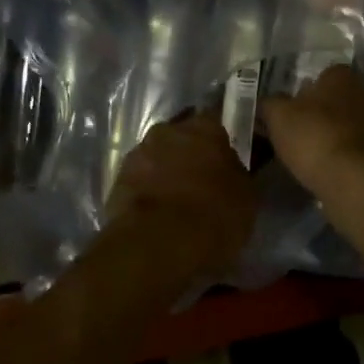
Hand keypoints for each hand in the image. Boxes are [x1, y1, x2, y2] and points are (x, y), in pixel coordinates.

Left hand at [108, 113, 256, 276]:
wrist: (157, 244)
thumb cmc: (212, 214)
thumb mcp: (246, 196)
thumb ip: (238, 173)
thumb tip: (232, 168)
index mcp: (204, 127)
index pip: (217, 119)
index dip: (222, 138)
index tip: (227, 155)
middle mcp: (168, 130)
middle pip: (183, 136)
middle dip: (191, 153)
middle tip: (202, 179)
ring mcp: (138, 153)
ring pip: (158, 156)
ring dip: (167, 170)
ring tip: (178, 200)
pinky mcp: (117, 180)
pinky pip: (140, 179)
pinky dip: (149, 190)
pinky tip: (158, 213)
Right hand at [261, 66, 363, 195]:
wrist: (358, 181)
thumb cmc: (315, 137)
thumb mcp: (278, 116)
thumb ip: (270, 104)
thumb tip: (268, 103)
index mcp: (342, 76)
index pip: (321, 75)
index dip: (301, 92)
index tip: (286, 111)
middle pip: (334, 101)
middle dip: (316, 115)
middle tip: (292, 134)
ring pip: (345, 126)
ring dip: (329, 137)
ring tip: (305, 157)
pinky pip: (354, 150)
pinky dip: (341, 158)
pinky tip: (324, 171)